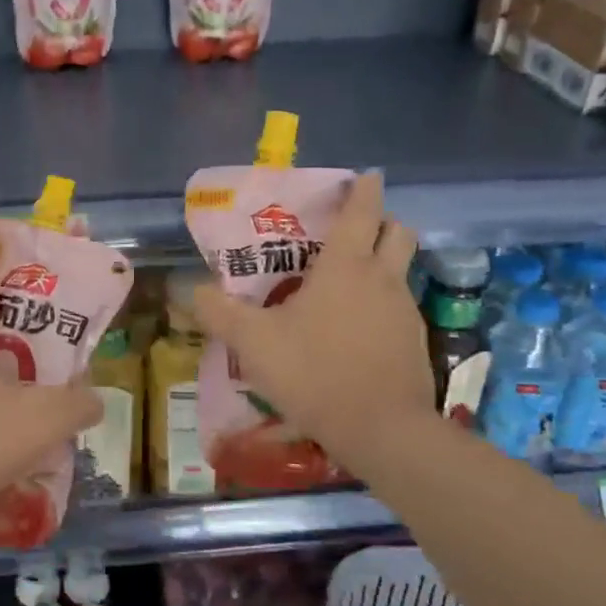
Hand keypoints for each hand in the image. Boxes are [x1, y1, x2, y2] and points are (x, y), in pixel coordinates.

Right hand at [192, 172, 437, 470]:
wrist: (381, 430)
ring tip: (348, 284)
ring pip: (402, 270)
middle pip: (398, 231)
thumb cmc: (314, 372)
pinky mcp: (416, 342)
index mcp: (345, 266)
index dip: (364, 189)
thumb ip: (218, 312)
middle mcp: (382, 279)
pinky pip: (400, 307)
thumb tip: (190, 289)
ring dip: (383, 264)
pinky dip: (383, 304)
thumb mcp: (253, 342)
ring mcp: (404, 311)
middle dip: (382, 222)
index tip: (365, 175)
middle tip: (354, 230)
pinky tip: (358, 330)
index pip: (362, 211)